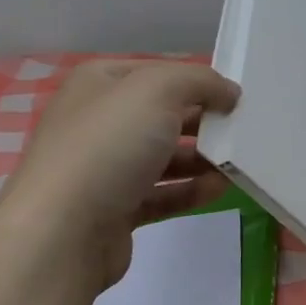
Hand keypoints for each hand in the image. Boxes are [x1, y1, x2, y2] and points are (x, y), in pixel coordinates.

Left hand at [0, 61, 240, 289]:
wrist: (62, 232)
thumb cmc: (108, 146)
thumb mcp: (158, 90)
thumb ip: (200, 81)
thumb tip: (228, 93)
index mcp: (99, 83)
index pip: (159, 72)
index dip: (198, 81)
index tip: (236, 97)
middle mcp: (98, 120)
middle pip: (164, 114)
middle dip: (204, 121)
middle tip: (243, 131)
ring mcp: (104, 168)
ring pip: (165, 156)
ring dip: (203, 159)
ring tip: (239, 163)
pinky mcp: (115, 209)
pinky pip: (162, 194)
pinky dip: (191, 190)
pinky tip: (220, 189)